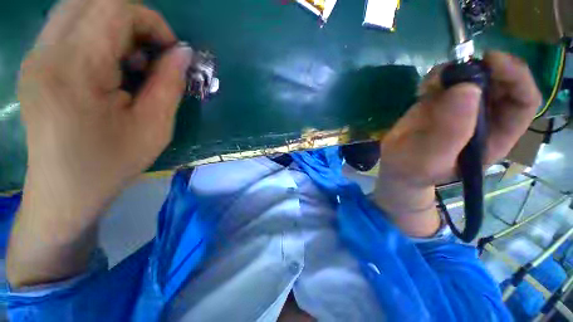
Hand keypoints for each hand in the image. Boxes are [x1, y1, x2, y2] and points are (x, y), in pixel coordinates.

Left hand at [8, 0, 190, 285]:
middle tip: (156, 54)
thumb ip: (167, 84)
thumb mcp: (153, 126)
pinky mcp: (41, 61)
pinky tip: (114, 66)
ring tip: (136, 63)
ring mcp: (42, 53)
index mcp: (78, 68)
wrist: (63, 192)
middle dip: (137, 20)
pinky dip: (103, 37)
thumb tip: (184, 54)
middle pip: (100, 0)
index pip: (118, 8)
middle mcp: (53, 48)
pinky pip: (75, 27)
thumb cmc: (111, 164)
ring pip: (84, 9)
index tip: (171, 49)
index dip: (151, 21)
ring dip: (120, 28)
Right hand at [374, 52, 540, 236]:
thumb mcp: (429, 157)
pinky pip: (445, 82)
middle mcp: (481, 119)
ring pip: (469, 78)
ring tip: (433, 85)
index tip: (490, 62)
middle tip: (458, 68)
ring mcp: (458, 111)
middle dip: (483, 68)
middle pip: (498, 82)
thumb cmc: (411, 173)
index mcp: (492, 135)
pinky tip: (424, 89)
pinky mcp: (436, 107)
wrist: (394, 174)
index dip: (515, 75)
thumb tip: (465, 87)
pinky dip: (437, 79)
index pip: (524, 99)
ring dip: (454, 74)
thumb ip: (451, 127)